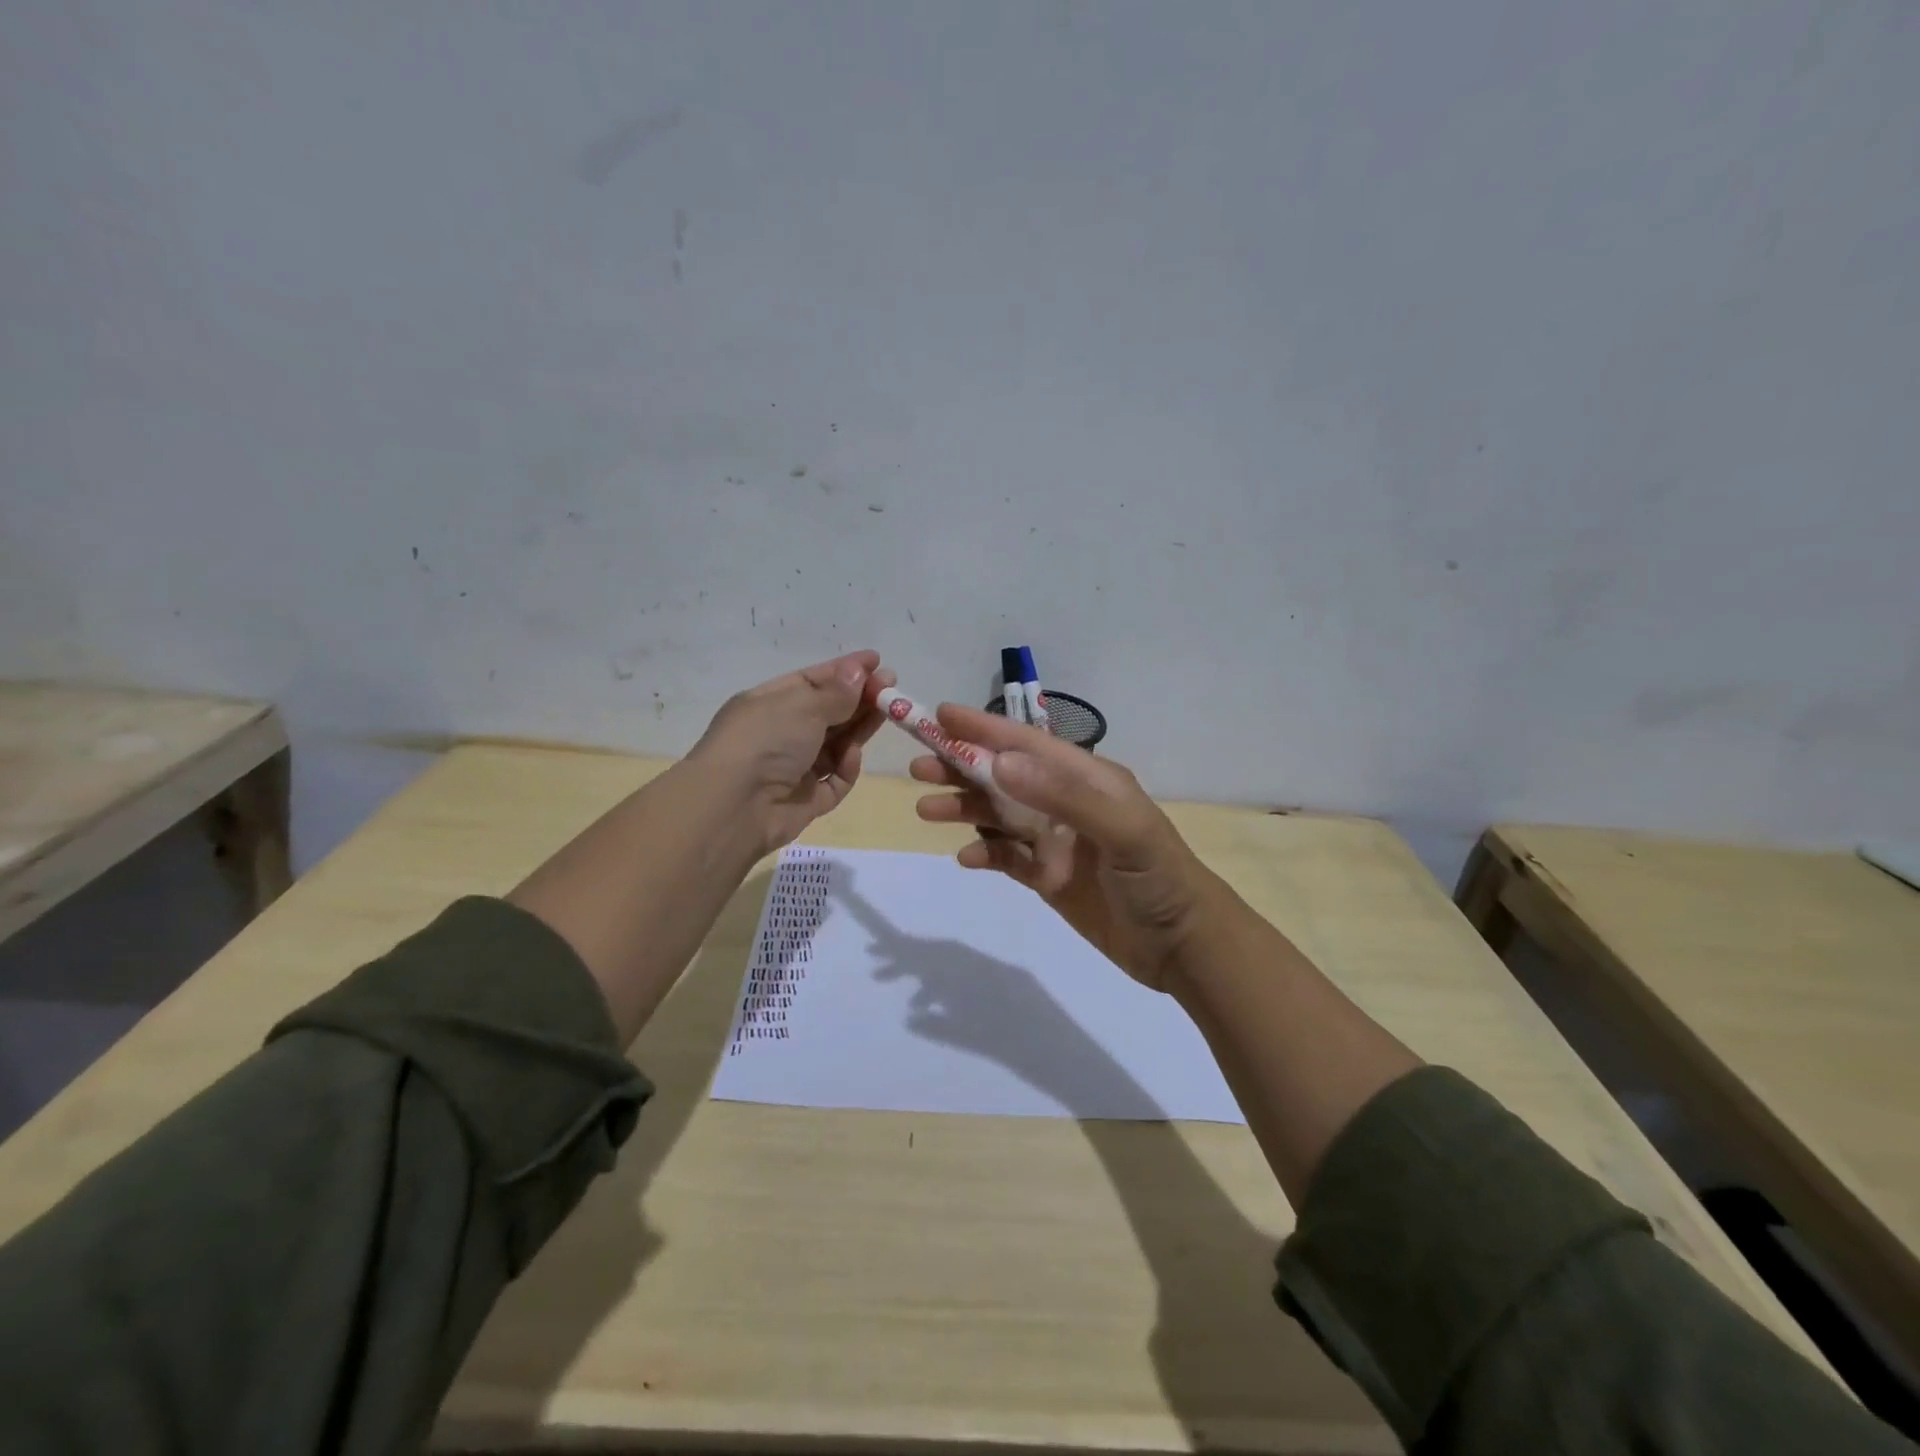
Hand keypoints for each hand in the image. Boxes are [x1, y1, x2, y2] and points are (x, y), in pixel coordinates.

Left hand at [688, 650, 895, 853]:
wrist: (734, 806)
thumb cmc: (764, 741)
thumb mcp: (802, 705)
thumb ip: (837, 692)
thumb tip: (858, 672)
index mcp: (769, 703)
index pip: (812, 681)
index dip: (845, 671)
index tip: (877, 662)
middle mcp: (780, 733)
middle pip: (828, 712)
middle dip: (859, 700)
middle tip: (893, 691)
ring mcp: (792, 768)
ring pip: (835, 745)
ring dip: (859, 729)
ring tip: (888, 715)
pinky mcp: (805, 801)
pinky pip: (834, 780)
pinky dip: (845, 768)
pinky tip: (853, 756)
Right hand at [911, 705, 1212, 992]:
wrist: (1181, 946)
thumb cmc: (1157, 876)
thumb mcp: (1121, 828)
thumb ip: (1062, 794)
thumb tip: (999, 761)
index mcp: (1086, 778)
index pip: (1027, 744)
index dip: (984, 728)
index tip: (940, 716)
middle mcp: (1065, 802)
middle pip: (1004, 776)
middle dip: (962, 767)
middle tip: (918, 766)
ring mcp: (1054, 840)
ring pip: (998, 815)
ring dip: (964, 808)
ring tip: (926, 809)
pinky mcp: (1047, 877)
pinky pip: (1006, 858)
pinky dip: (984, 854)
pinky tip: (965, 858)